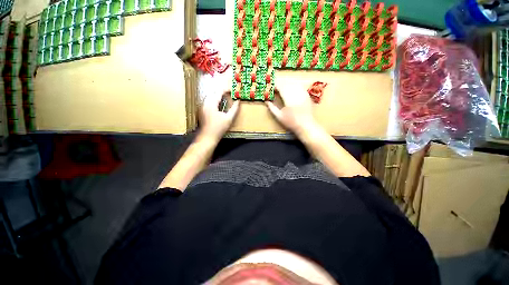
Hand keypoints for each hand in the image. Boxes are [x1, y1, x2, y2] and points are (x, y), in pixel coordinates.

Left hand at [199, 91, 239, 141]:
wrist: (207, 137)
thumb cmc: (219, 128)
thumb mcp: (229, 118)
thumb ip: (234, 109)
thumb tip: (238, 101)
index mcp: (211, 103)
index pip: (219, 92)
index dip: (227, 89)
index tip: (233, 90)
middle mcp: (205, 102)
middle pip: (214, 92)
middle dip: (222, 91)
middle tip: (230, 93)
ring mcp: (202, 106)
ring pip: (210, 96)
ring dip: (218, 95)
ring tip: (226, 97)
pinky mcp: (202, 110)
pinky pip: (208, 101)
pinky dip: (215, 99)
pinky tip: (220, 104)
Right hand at [266, 87, 318, 135]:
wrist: (305, 125)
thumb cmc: (291, 122)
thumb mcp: (279, 116)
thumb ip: (272, 108)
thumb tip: (266, 101)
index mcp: (288, 98)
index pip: (281, 87)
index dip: (275, 86)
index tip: (271, 88)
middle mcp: (296, 94)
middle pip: (287, 84)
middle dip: (281, 85)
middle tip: (276, 89)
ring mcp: (303, 94)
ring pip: (294, 84)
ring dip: (287, 85)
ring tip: (283, 89)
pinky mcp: (307, 96)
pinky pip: (300, 87)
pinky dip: (294, 87)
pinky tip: (292, 91)